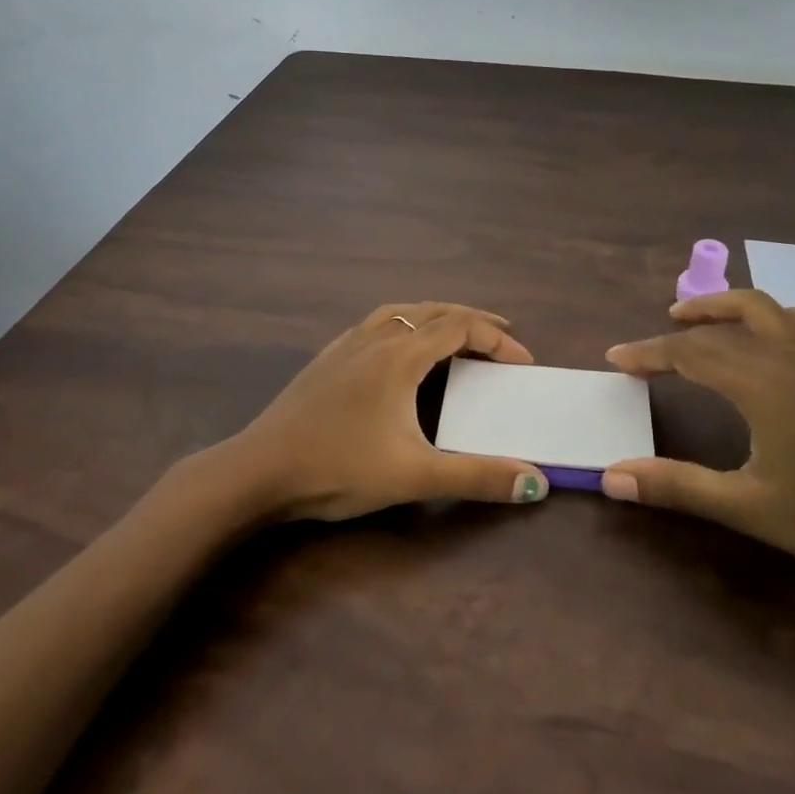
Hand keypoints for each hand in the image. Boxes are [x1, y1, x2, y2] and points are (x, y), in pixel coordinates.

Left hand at [221, 302, 550, 521]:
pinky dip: (404, 324)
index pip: (461, 327)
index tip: (523, 363)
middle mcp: (375, 338)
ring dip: (436, 317)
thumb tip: (536, 481)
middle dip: (474, 321)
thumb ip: (477, 477)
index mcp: (400, 356)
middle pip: (434, 311)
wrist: (258, 471)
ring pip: (401, 312)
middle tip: (503, 338)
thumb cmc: (338, 468)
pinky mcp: (326, 359)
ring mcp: (346, 346)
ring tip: (455, 334)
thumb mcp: (414, 476)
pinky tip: (396, 348)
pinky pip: (375, 324)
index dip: (498, 339)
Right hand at [602, 290, 794, 587]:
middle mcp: (790, 356)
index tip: (615, 360)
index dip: (648, 354)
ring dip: (726, 308)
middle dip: (679, 331)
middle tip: (649, 348)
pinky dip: (786, 318)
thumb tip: (611, 477)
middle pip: (722, 327)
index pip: (689, 353)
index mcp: (761, 383)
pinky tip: (779, 336)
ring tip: (699, 320)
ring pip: (767, 309)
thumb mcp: (749, 507)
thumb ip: (677, 486)